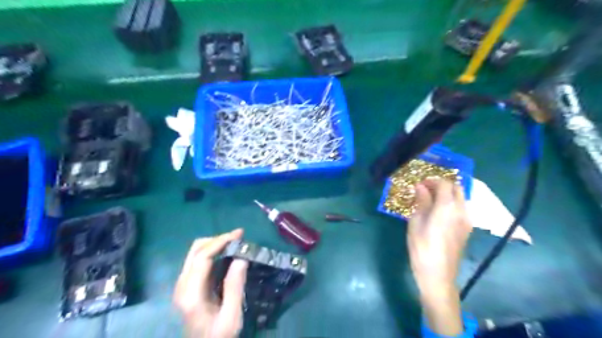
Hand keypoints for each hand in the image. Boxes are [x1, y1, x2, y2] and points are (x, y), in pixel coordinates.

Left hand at [175, 228, 249, 336]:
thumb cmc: (219, 336)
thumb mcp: (232, 316)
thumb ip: (235, 287)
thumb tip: (241, 257)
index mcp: (191, 294)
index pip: (202, 258)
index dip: (220, 242)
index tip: (239, 235)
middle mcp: (182, 286)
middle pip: (196, 250)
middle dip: (218, 239)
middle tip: (239, 237)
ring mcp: (182, 285)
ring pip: (196, 253)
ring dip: (215, 244)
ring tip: (235, 243)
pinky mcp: (187, 285)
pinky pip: (198, 260)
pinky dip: (213, 252)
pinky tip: (227, 253)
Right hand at [406, 179, 471, 336]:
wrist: (438, 274)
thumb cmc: (422, 247)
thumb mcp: (416, 222)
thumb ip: (421, 202)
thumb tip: (420, 187)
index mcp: (447, 206)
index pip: (444, 183)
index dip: (432, 180)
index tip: (419, 184)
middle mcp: (461, 210)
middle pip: (457, 188)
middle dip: (442, 184)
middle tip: (426, 190)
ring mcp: (467, 220)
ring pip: (461, 198)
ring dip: (447, 194)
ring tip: (430, 200)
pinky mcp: (467, 229)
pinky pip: (462, 208)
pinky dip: (451, 204)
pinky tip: (438, 213)